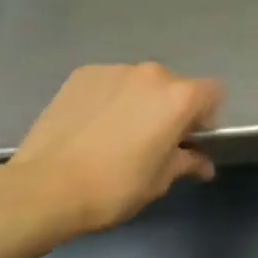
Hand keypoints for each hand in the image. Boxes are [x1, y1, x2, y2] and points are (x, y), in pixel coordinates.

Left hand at [0, 62, 221, 247]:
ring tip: (116, 133)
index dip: (206, 116)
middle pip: (175, 85)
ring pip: (140, 83)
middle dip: (170, 108)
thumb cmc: (114, 187)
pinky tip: (91, 126)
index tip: (190, 139)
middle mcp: (152, 73)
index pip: (213, 93)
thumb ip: (187, 162)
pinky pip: (109, 83)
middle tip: (153, 140)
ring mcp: (115, 69)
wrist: (44, 187)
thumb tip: (203, 163)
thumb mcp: (159, 181)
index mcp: (179, 97)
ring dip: (139, 101)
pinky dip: (109, 98)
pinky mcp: (83, 74)